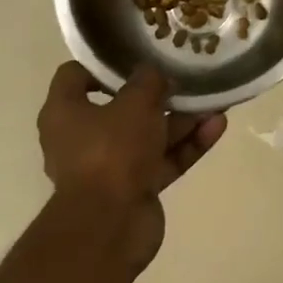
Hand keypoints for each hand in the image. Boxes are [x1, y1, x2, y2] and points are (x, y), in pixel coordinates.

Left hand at [37, 62, 227, 269]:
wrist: (110, 226)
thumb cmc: (111, 151)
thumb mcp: (135, 102)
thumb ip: (148, 81)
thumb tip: (154, 73)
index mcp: (65, 112)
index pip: (75, 76)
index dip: (103, 64)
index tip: (136, 56)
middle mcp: (82, 138)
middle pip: (121, 107)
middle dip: (157, 94)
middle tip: (185, 77)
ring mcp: (110, 165)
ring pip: (148, 134)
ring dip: (181, 120)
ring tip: (214, 101)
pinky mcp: (135, 188)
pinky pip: (163, 159)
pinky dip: (187, 145)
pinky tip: (217, 127)